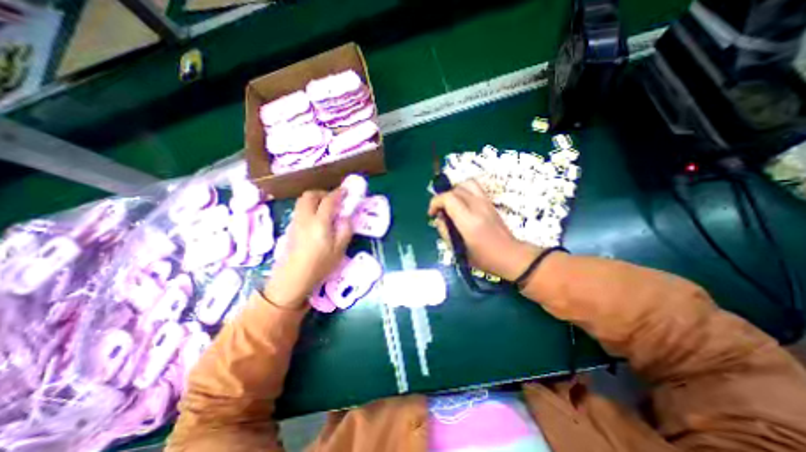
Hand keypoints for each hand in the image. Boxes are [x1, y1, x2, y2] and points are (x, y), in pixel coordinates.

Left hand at [265, 187, 352, 307]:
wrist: (292, 278)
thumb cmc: (319, 265)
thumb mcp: (339, 250)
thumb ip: (345, 230)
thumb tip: (346, 217)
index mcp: (320, 222)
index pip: (329, 200)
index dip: (338, 193)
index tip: (346, 191)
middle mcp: (305, 218)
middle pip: (310, 195)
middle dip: (323, 193)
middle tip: (334, 201)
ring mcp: (295, 222)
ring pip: (302, 201)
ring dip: (315, 199)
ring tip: (325, 209)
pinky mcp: (290, 228)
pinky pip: (299, 210)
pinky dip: (309, 207)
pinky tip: (316, 220)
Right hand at [427, 181, 539, 281]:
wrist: (511, 255)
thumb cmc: (484, 258)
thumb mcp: (459, 251)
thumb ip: (445, 232)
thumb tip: (439, 218)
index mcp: (469, 221)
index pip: (448, 198)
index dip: (435, 202)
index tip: (432, 213)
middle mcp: (478, 207)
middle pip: (455, 190)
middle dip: (442, 198)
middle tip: (440, 212)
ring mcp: (486, 202)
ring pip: (466, 184)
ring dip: (454, 191)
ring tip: (451, 205)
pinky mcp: (490, 202)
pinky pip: (474, 187)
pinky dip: (463, 191)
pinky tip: (461, 204)